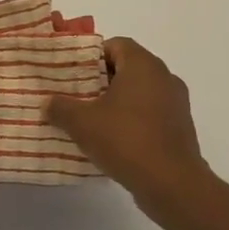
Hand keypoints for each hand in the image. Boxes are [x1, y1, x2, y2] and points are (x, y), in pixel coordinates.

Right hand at [46, 38, 220, 222]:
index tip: (73, 73)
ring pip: (140, 92)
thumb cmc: (126, 140)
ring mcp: (176, 103)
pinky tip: (114, 140)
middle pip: (128, 68)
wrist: (172, 184)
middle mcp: (164, 77)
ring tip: (92, 119)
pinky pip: (151, 113)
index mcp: (143, 65)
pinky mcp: (180, 128)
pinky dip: (133, 120)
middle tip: (76, 95)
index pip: (116, 44)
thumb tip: (48, 103)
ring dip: (117, 101)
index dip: (92, 55)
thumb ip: (60, 108)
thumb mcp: (82, 123)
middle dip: (101, 80)